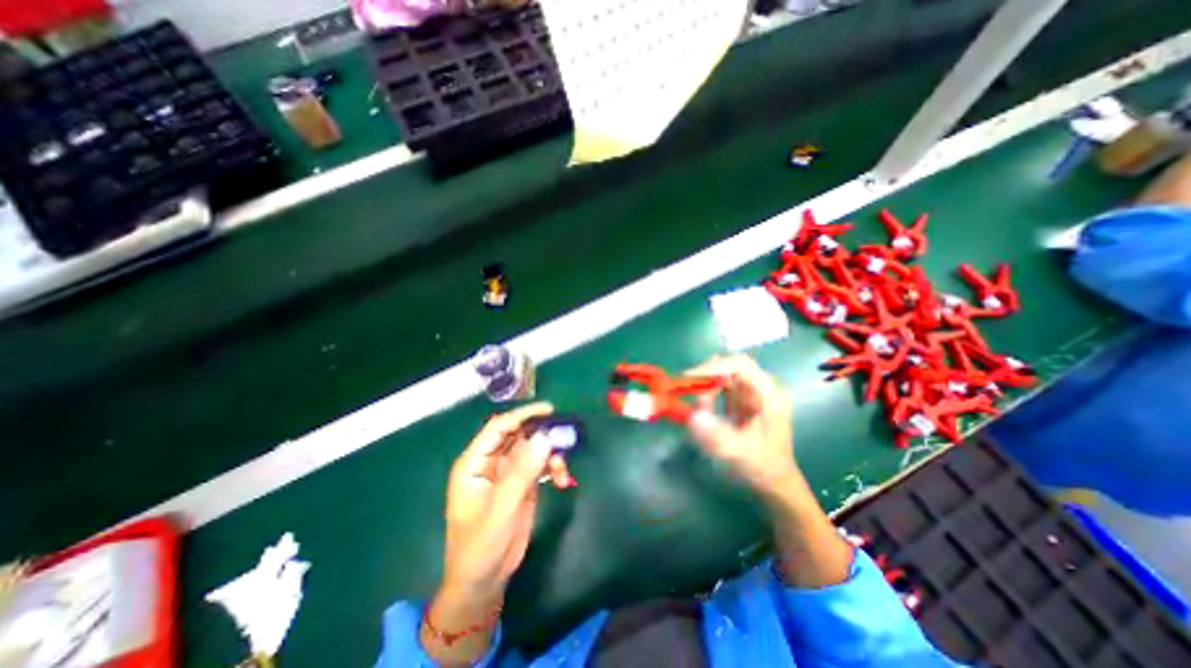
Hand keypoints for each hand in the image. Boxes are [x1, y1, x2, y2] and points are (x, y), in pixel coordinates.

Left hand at [421, 403, 573, 664]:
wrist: (484, 583)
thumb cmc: (480, 547)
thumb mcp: (501, 508)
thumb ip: (522, 471)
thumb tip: (545, 436)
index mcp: (475, 462)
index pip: (499, 427)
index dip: (523, 415)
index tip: (550, 410)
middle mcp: (491, 462)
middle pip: (519, 435)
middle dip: (542, 434)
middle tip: (565, 436)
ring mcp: (508, 473)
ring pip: (533, 448)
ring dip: (550, 453)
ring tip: (561, 469)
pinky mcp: (522, 484)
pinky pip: (540, 465)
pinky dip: (553, 467)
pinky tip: (562, 480)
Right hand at [679, 359, 798, 499]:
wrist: (774, 483)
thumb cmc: (762, 468)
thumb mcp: (741, 455)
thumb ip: (718, 437)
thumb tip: (694, 416)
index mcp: (769, 394)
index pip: (740, 364)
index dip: (713, 367)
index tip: (688, 379)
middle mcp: (762, 387)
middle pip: (727, 368)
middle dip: (705, 381)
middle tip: (689, 399)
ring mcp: (752, 393)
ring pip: (720, 378)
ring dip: (705, 392)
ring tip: (700, 414)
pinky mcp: (742, 400)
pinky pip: (719, 389)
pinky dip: (706, 398)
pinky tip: (704, 415)